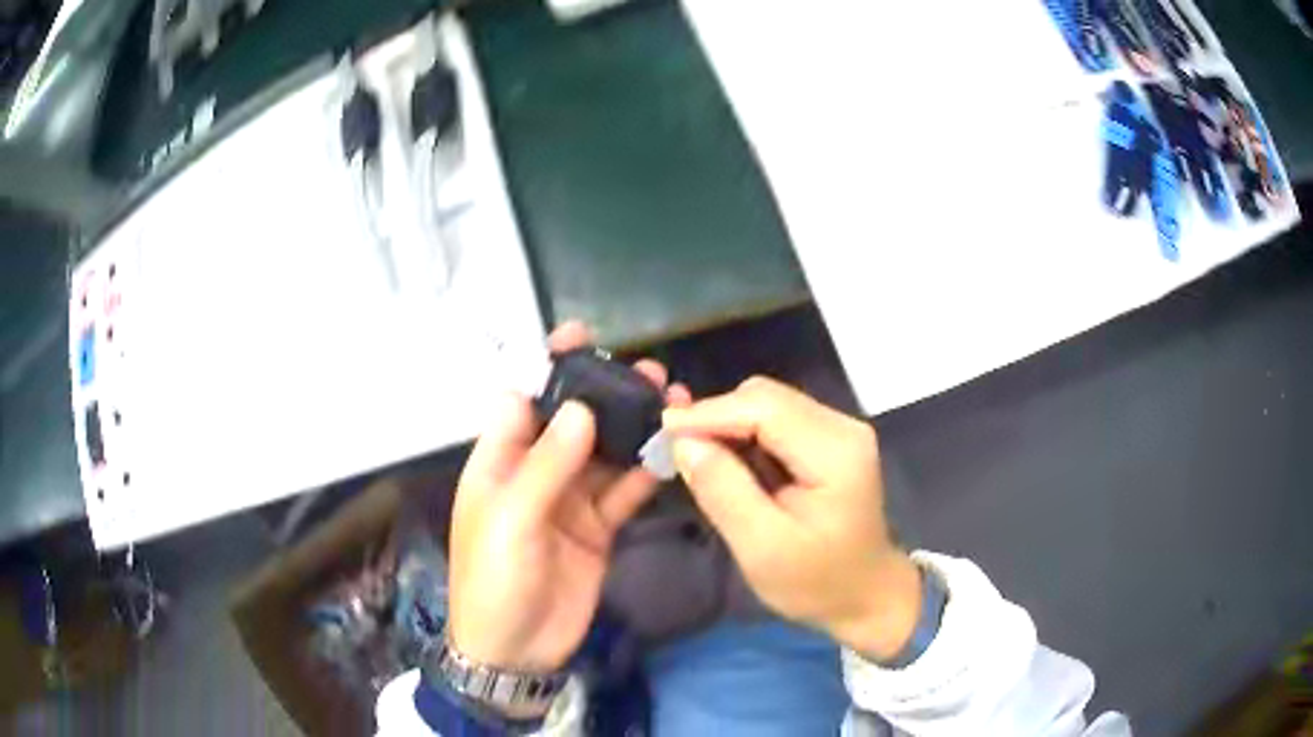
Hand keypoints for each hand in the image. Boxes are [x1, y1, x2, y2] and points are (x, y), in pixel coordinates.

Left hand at [447, 322, 688, 689]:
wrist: (516, 650)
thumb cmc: (495, 580)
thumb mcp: (511, 520)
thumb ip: (546, 465)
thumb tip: (580, 411)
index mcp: (500, 461)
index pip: (523, 399)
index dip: (548, 367)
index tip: (582, 337)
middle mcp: (535, 472)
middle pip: (572, 421)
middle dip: (604, 394)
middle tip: (647, 372)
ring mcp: (569, 500)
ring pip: (605, 452)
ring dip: (633, 429)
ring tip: (671, 401)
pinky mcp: (597, 527)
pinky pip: (624, 492)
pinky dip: (645, 473)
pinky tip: (672, 453)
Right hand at [662, 377, 921, 661]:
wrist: (867, 596)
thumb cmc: (817, 582)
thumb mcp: (763, 548)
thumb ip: (724, 492)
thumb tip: (683, 442)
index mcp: (835, 451)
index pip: (764, 407)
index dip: (709, 413)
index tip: (662, 432)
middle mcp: (843, 426)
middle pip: (766, 397)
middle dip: (717, 419)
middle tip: (678, 453)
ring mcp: (840, 430)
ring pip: (768, 405)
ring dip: (729, 427)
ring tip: (700, 462)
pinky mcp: (831, 440)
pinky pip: (777, 421)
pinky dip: (746, 437)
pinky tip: (731, 467)